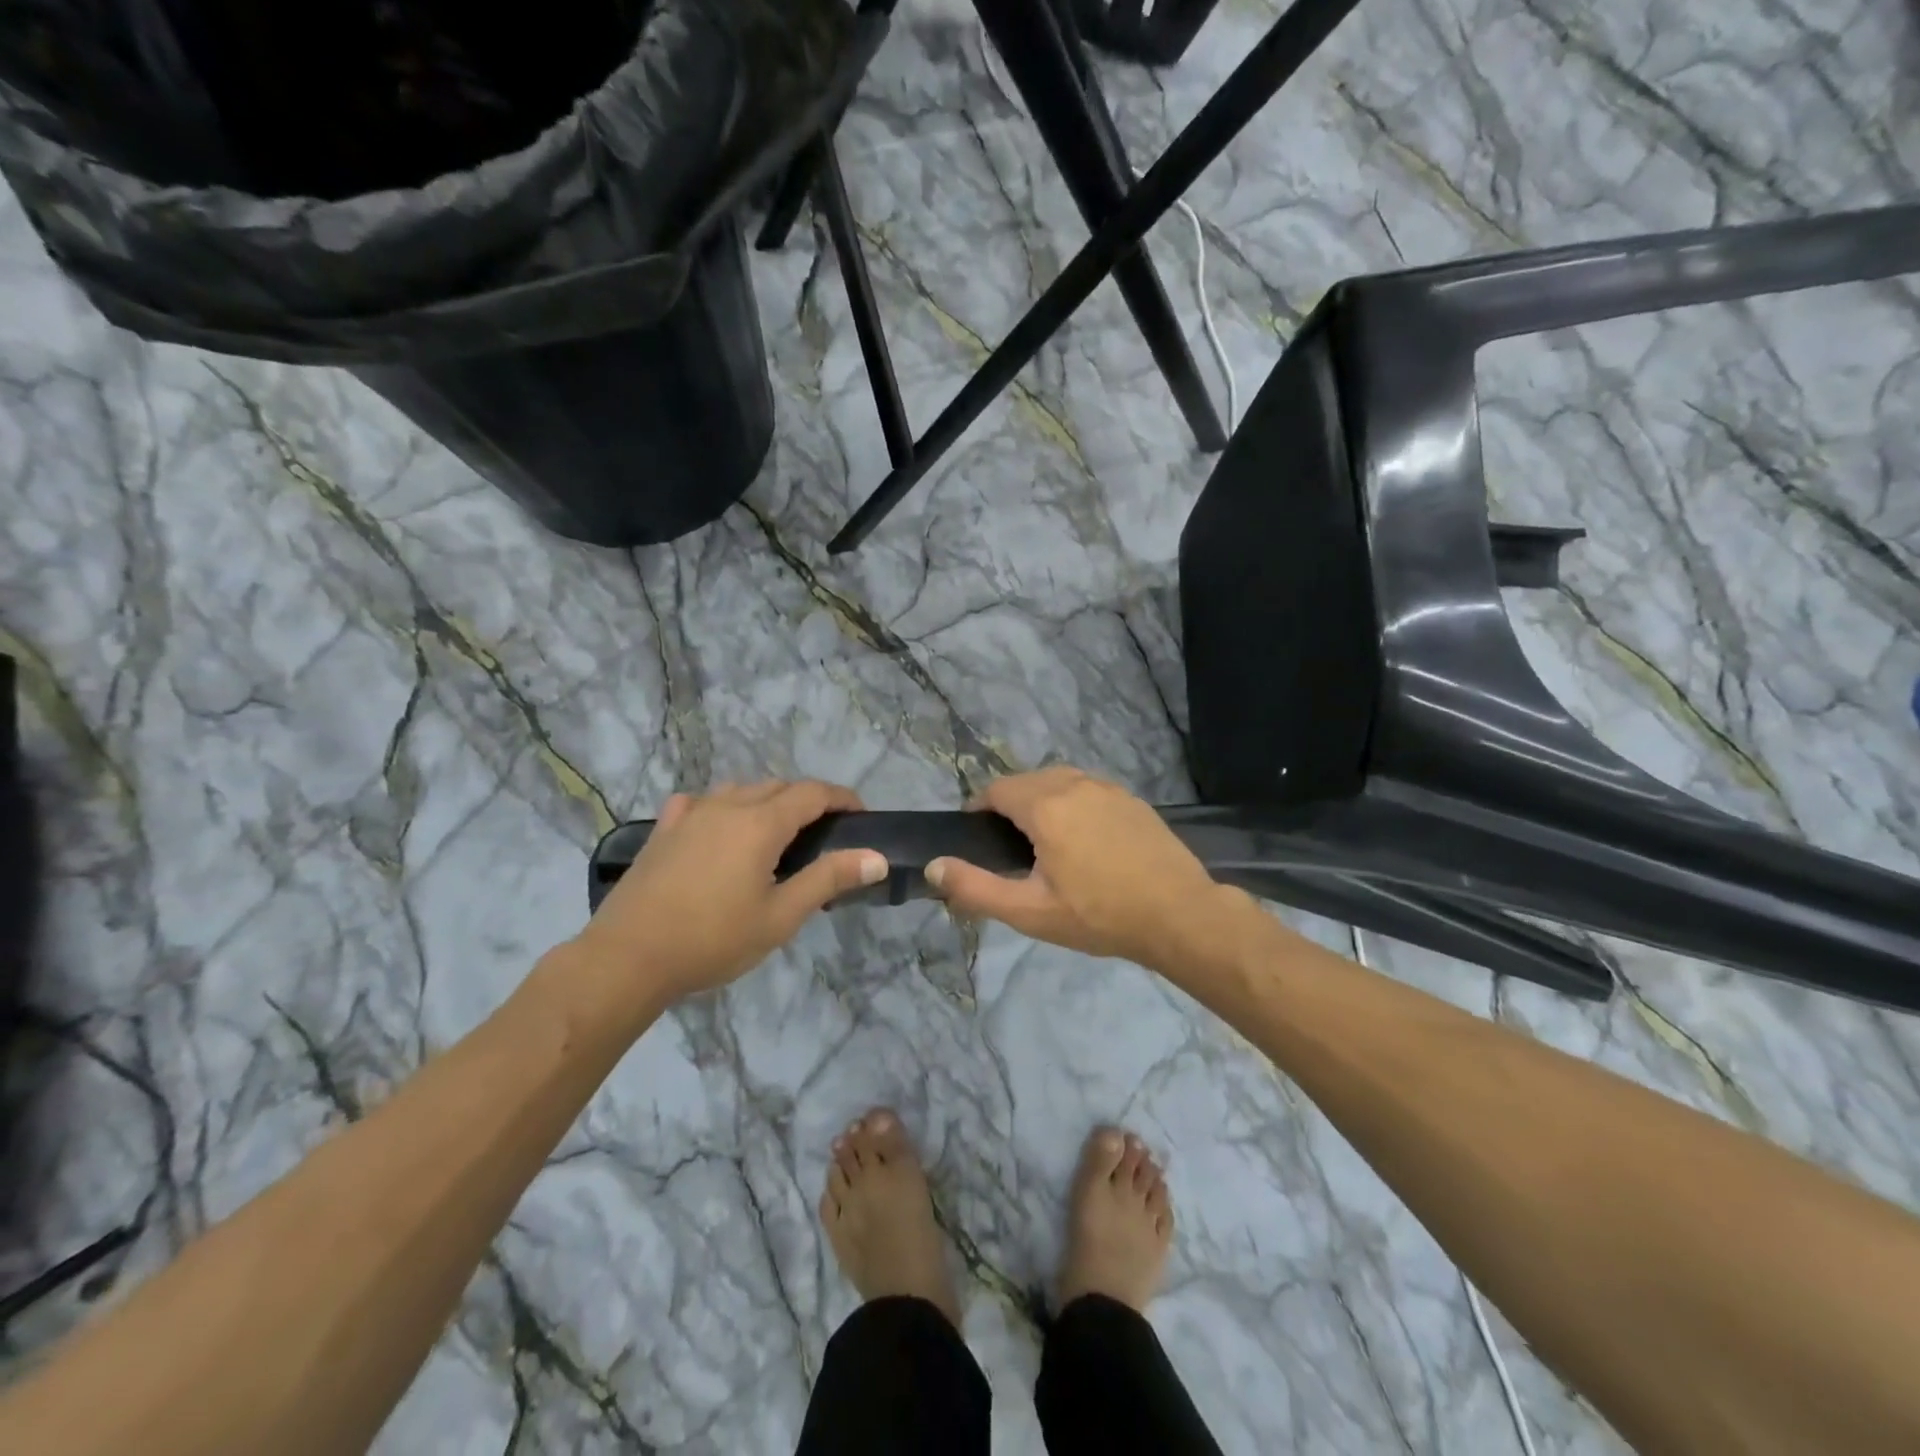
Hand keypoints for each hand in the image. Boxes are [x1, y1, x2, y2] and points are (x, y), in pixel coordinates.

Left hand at [575, 781, 887, 1004]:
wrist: (628, 957)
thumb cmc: (713, 939)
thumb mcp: (781, 916)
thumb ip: (829, 879)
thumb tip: (876, 857)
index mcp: (761, 822)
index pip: (814, 793)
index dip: (843, 798)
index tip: (862, 816)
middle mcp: (728, 805)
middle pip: (779, 786)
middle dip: (808, 800)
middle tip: (825, 835)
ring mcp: (691, 814)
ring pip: (741, 790)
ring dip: (767, 800)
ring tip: (777, 833)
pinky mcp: (664, 829)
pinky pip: (701, 803)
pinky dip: (723, 808)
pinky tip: (719, 828)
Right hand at [926, 767, 1220, 967]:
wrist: (1179, 914)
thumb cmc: (1099, 915)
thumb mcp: (1030, 911)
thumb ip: (975, 888)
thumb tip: (933, 866)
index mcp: (1045, 805)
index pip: (996, 789)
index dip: (979, 809)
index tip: (978, 839)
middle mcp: (1074, 784)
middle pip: (1026, 781)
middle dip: (1009, 805)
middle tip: (1010, 849)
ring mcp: (1108, 787)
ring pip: (1058, 781)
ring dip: (1041, 801)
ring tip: (1045, 843)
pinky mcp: (1131, 798)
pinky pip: (1087, 789)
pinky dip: (1073, 804)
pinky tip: (1085, 841)